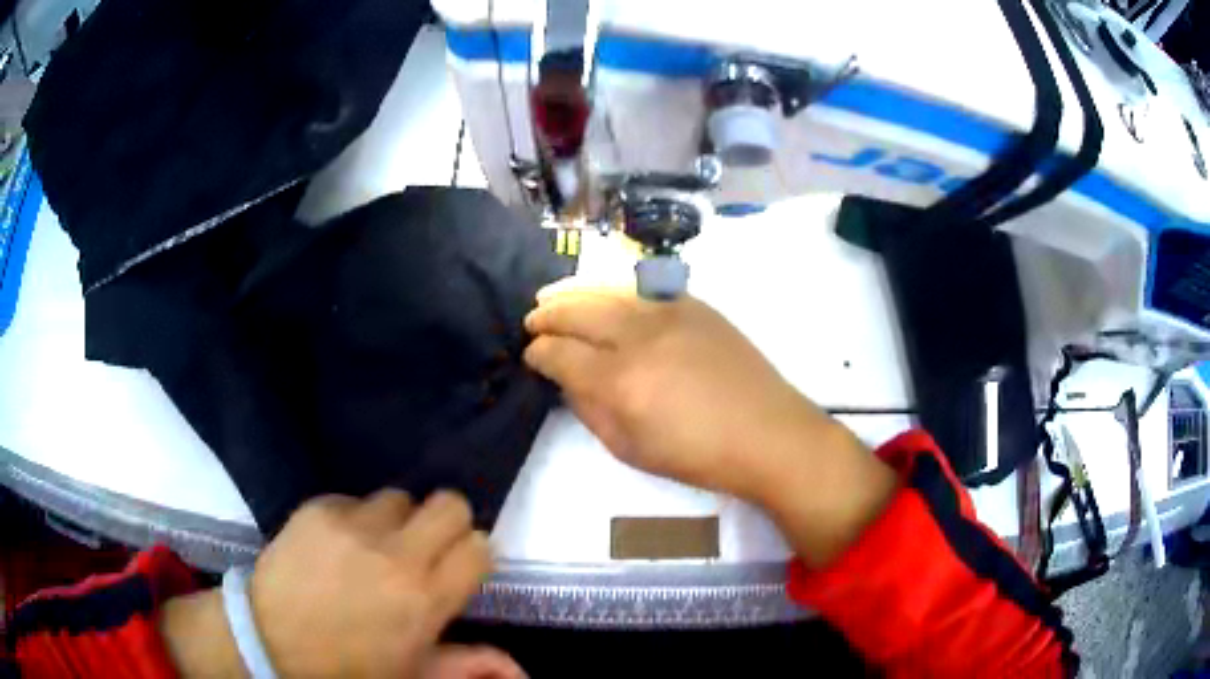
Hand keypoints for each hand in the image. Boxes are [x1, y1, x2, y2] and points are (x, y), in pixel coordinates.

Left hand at [248, 490, 508, 677]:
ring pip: (399, 497)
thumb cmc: (350, 666)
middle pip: (449, 504)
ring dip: (394, 521)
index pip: (479, 547)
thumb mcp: (415, 673)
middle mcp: (396, 555)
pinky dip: (352, 518)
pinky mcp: (317, 509)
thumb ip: (471, 665)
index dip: (471, 555)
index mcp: (426, 600)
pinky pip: (352, 498)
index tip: (455, 568)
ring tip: (372, 547)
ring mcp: (353, 526)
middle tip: (423, 547)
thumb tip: (522, 670)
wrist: (271, 641)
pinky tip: (334, 545)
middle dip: (445, 522)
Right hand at [524, 285, 831, 501]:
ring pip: (606, 291)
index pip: (560, 354)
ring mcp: (669, 313)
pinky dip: (612, 289)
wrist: (767, 432)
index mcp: (619, 382)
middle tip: (533, 321)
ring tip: (552, 297)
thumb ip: (590, 411)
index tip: (531, 356)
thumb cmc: (697, 455)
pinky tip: (602, 294)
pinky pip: (641, 287)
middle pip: (577, 312)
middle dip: (548, 316)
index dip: (538, 353)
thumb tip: (567, 381)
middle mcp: (639, 337)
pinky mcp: (694, 304)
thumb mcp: (630, 450)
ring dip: (573, 294)